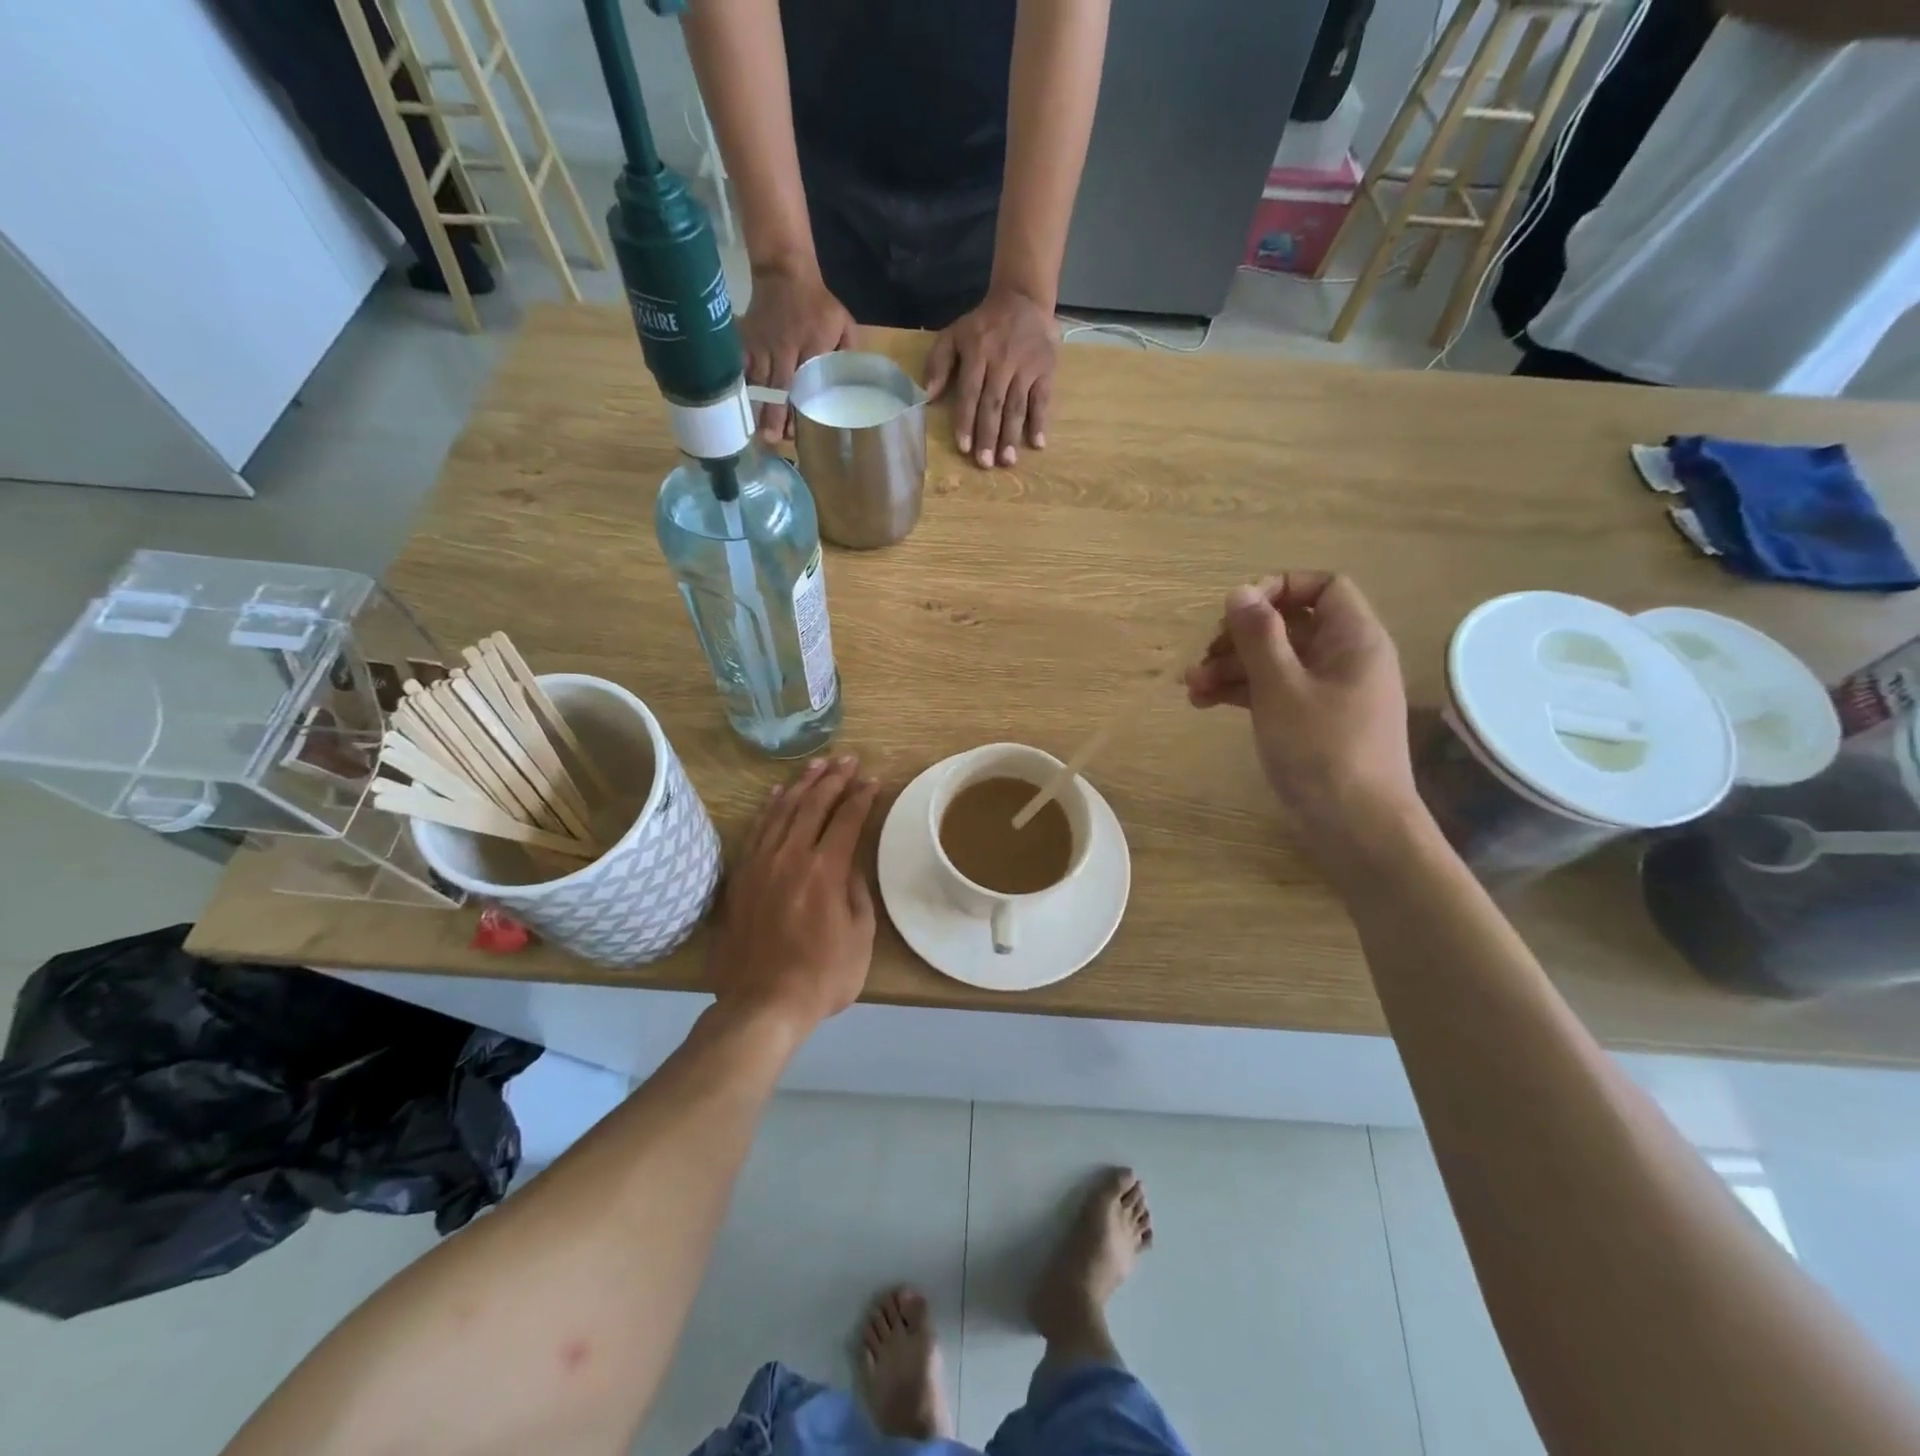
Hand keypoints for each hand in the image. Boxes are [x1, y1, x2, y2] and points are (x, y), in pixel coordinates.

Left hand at [706, 756, 880, 1033]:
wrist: (761, 1004)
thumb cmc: (822, 977)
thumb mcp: (860, 937)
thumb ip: (857, 893)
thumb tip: (848, 867)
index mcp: (826, 871)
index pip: (847, 819)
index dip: (862, 797)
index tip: (873, 781)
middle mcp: (792, 857)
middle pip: (814, 805)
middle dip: (835, 779)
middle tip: (848, 759)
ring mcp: (762, 864)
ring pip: (783, 811)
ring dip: (803, 785)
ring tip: (818, 765)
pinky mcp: (742, 876)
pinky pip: (757, 830)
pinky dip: (770, 808)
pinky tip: (778, 794)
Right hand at [741, 263, 856, 442]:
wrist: (784, 271)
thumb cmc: (819, 304)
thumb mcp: (843, 323)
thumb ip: (850, 353)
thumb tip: (856, 386)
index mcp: (814, 343)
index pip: (808, 380)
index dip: (803, 405)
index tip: (799, 429)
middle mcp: (786, 346)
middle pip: (780, 385)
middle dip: (776, 413)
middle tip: (773, 439)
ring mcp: (763, 344)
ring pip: (760, 381)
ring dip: (759, 408)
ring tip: (759, 433)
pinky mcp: (747, 341)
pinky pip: (742, 367)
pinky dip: (742, 388)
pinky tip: (742, 408)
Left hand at [926, 285, 1058, 467]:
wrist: (1023, 299)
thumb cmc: (983, 325)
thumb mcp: (954, 334)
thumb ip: (938, 363)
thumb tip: (928, 396)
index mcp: (977, 353)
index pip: (970, 393)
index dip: (966, 421)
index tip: (963, 447)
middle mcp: (1002, 362)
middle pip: (993, 404)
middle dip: (988, 435)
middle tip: (985, 463)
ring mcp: (1026, 367)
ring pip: (1017, 406)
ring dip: (1011, 435)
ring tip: (1007, 461)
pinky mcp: (1046, 370)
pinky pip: (1042, 399)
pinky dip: (1040, 422)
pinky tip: (1037, 444)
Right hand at [1186, 573, 1420, 853]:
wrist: (1356, 828)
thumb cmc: (1322, 750)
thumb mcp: (1281, 688)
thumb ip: (1258, 636)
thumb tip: (1239, 591)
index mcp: (1353, 640)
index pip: (1323, 587)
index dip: (1279, 588)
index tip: (1238, 609)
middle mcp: (1344, 659)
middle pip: (1289, 626)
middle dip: (1240, 637)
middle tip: (1204, 655)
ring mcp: (1328, 693)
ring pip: (1275, 661)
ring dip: (1231, 667)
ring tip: (1190, 687)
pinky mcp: (1311, 722)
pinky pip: (1274, 691)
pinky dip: (1241, 692)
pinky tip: (1204, 703)